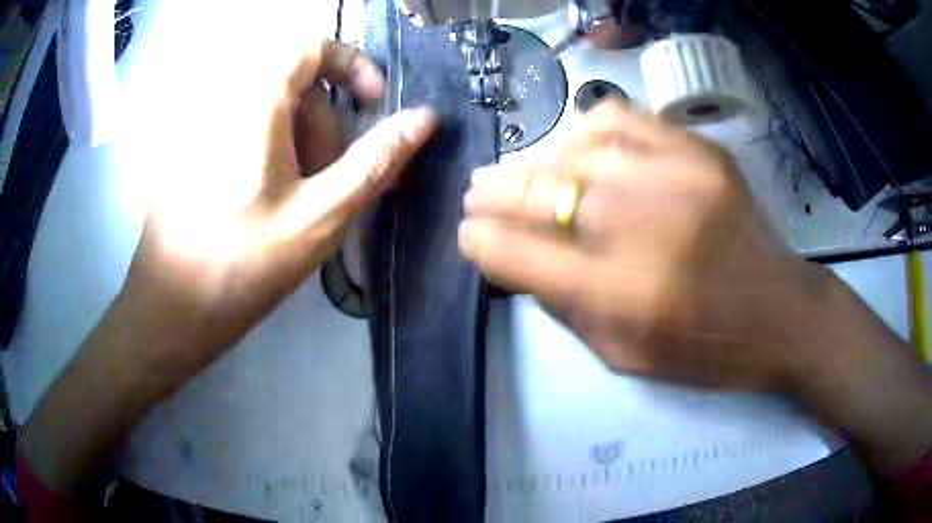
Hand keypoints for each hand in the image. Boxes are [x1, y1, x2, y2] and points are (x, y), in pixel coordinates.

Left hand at [20, 41, 436, 492]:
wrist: (170, 311)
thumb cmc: (242, 266)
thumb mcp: (320, 217)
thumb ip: (375, 161)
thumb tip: (425, 118)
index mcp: (252, 101)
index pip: (312, 47)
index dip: (353, 66)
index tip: (373, 105)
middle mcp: (222, 99)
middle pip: (294, 86)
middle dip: (324, 125)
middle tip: (331, 182)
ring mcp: (201, 125)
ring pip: (270, 111)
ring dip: (298, 145)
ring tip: (298, 202)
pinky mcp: (190, 150)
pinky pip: (243, 130)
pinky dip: (269, 152)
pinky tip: (266, 201)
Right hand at [459, 100, 931, 477]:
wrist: (780, 314)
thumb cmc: (705, 350)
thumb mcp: (624, 356)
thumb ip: (564, 307)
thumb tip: (516, 258)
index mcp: (619, 295)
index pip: (516, 253)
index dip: (479, 241)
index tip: (470, 235)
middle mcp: (640, 228)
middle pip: (537, 193)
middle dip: (493, 193)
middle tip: (478, 192)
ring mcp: (674, 177)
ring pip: (572, 148)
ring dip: (534, 161)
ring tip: (523, 171)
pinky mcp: (698, 151)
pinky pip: (621, 119)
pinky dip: (586, 129)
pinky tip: (578, 145)